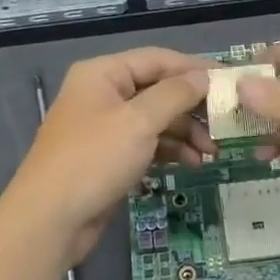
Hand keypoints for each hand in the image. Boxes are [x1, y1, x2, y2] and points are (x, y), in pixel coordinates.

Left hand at [2, 47, 212, 266]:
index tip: (230, 79)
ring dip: (185, 132)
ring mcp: (104, 127)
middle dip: (192, 107)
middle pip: (158, 89)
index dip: (194, 68)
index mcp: (103, 74)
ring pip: (155, 119)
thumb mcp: (139, 122)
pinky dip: (169, 150)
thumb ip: (175, 95)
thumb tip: (203, 77)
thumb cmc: (94, 160)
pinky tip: (192, 163)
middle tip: (225, 122)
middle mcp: (103, 94)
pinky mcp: (108, 157)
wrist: (49, 220)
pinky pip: (147, 143)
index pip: (157, 59)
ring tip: (212, 152)